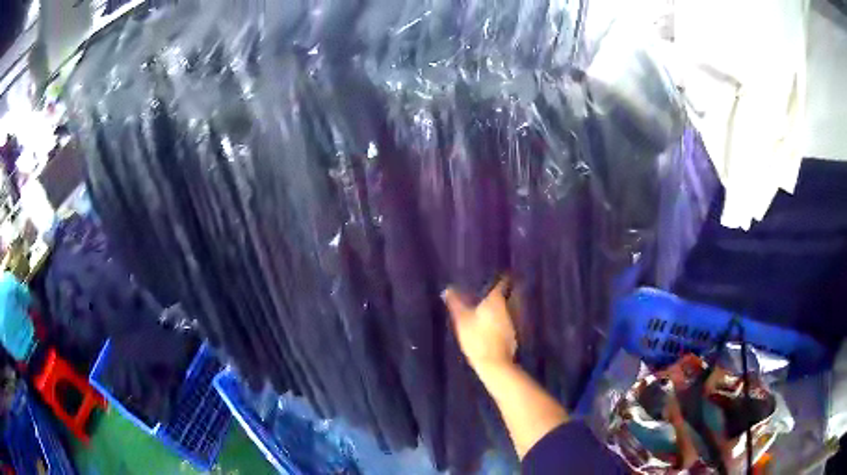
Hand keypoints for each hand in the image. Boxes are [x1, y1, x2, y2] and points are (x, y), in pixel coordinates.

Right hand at [443, 279, 517, 372]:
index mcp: (496, 301)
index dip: (499, 278)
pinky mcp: (513, 334)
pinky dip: (502, 319)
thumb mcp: (462, 320)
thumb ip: (455, 304)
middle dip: (500, 292)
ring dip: (501, 306)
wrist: (495, 364)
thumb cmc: (477, 338)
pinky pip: (507, 320)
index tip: (495, 275)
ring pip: (508, 307)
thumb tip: (447, 289)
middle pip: (507, 294)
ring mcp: (513, 321)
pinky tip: (493, 323)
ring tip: (489, 305)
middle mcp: (508, 307)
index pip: (501, 283)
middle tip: (489, 290)